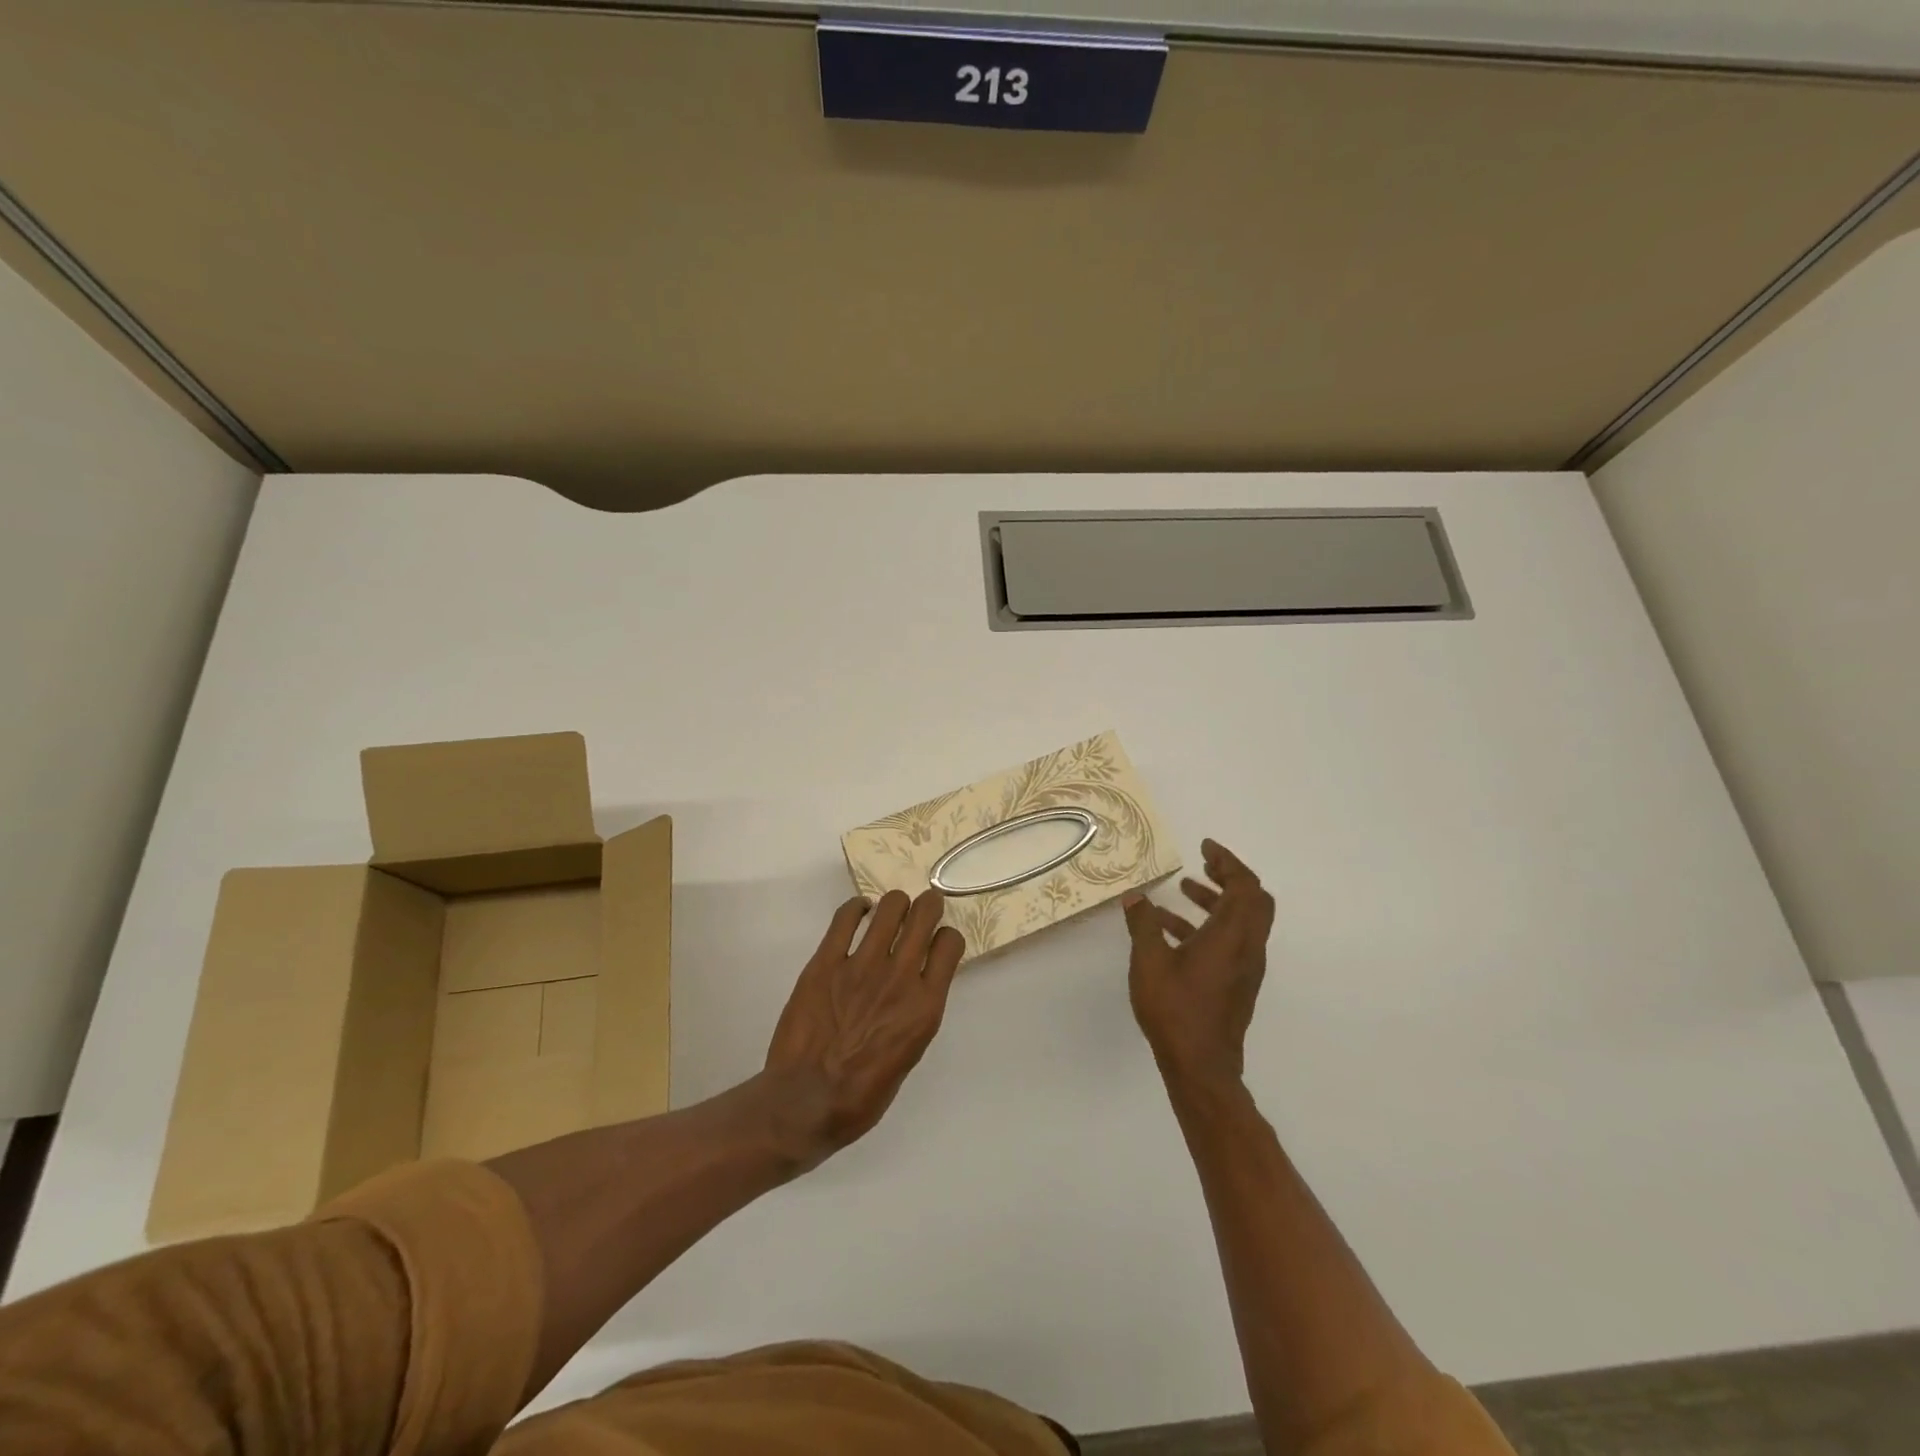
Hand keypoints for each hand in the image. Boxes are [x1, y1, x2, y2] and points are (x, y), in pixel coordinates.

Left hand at [765, 889, 963, 1169]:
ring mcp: (860, 965)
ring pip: (890, 907)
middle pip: (924, 914)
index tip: (938, 942)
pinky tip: (858, 912)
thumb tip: (916, 986)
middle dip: (928, 905)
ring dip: (895, 904)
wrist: (804, 1104)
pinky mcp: (825, 962)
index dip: (946, 938)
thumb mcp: (909, 1053)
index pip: (950, 944)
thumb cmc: (862, 1095)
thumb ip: (917, 1012)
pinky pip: (845, 917)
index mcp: (925, 1006)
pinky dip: (856, 908)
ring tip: (889, 913)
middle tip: (922, 910)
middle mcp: (899, 977)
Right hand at [1123, 839, 1275, 1090]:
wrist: (1201, 1067)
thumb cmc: (1175, 1010)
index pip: (1245, 886)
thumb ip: (1143, 925)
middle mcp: (1247, 948)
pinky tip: (1173, 931)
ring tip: (1183, 889)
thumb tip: (1136, 897)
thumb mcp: (1149, 962)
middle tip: (1203, 863)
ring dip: (1217, 900)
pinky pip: (1231, 941)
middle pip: (1253, 900)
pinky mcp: (1237, 984)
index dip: (1228, 861)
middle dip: (1229, 876)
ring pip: (1242, 921)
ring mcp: (1245, 968)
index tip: (1205, 846)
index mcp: (1232, 936)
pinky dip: (1210, 924)